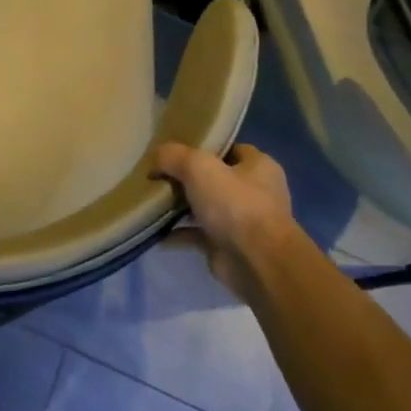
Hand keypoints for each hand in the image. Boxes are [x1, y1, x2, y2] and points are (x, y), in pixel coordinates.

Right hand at [152, 142, 298, 301]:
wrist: (256, 262)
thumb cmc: (235, 204)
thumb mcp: (198, 167)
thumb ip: (174, 156)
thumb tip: (156, 158)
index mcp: (258, 166)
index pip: (229, 149)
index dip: (203, 148)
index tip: (174, 152)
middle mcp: (254, 192)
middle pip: (214, 179)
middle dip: (186, 179)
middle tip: (158, 176)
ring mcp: (241, 221)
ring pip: (204, 207)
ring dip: (180, 207)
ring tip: (151, 201)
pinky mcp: (227, 246)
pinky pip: (197, 235)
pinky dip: (177, 234)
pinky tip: (154, 231)